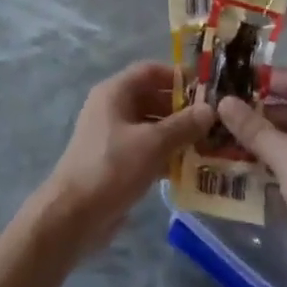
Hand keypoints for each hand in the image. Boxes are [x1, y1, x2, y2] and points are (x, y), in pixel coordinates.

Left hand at [30, 61, 212, 259]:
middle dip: (181, 109)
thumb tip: (210, 109)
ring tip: (207, 145)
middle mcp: (112, 108)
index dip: (178, 77)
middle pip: (152, 98)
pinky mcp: (115, 162)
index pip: (150, 71)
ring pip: (150, 126)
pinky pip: (145, 149)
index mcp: (115, 92)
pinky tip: (189, 168)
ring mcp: (112, 136)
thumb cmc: (112, 167)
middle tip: (212, 122)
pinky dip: (165, 154)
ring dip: (176, 134)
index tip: (206, 90)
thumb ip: (183, 125)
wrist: (74, 216)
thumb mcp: (152, 143)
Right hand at [216, 71, 286, 286]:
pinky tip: (235, 167)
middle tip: (220, 110)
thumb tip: (223, 101)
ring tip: (220, 136)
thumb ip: (254, 129)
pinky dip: (263, 166)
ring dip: (257, 141)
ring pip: (286, 144)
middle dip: (257, 113)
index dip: (269, 79)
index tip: (236, 77)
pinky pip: (284, 170)